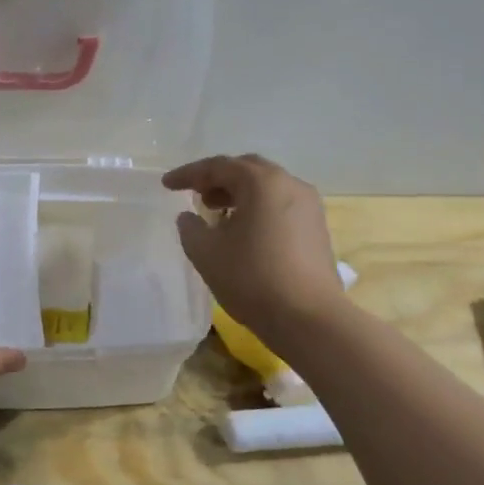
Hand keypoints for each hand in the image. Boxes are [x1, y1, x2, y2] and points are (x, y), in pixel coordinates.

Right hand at [163, 154, 343, 348]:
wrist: (308, 318)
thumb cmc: (251, 278)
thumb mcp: (206, 253)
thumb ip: (190, 228)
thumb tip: (189, 217)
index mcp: (262, 182)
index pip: (218, 166)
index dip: (188, 174)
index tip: (166, 185)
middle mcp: (290, 184)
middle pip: (248, 170)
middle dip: (218, 179)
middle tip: (196, 194)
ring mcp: (309, 207)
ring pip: (267, 188)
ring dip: (239, 194)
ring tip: (217, 213)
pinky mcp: (317, 229)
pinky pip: (281, 206)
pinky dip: (258, 209)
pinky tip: (244, 232)